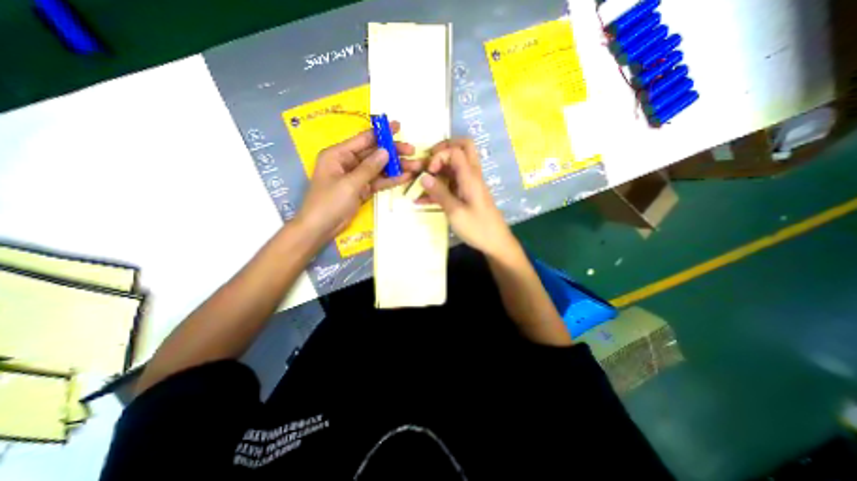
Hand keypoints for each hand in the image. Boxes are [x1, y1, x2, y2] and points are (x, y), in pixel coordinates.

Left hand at [298, 122, 420, 244]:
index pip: (363, 139)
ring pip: (379, 168)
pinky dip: (390, 180)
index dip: (381, 133)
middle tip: (412, 150)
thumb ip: (369, 167)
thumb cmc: (329, 202)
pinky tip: (405, 177)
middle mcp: (348, 162)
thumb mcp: (349, 183)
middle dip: (393, 152)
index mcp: (338, 154)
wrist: (321, 228)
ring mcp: (356, 177)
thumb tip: (386, 151)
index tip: (398, 126)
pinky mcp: (362, 189)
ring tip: (415, 166)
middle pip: (374, 153)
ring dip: (396, 167)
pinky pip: (378, 181)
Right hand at [421, 138, 518, 258]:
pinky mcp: (468, 193)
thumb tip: (423, 177)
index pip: (455, 150)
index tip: (429, 171)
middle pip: (462, 148)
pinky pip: (453, 182)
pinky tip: (424, 197)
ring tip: (423, 180)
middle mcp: (472, 175)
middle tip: (429, 161)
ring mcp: (470, 184)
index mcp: (470, 177)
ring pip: (456, 164)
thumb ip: (439, 193)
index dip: (439, 155)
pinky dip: (440, 185)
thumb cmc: (477, 228)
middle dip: (443, 150)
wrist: (496, 242)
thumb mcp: (455, 212)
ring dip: (439, 168)